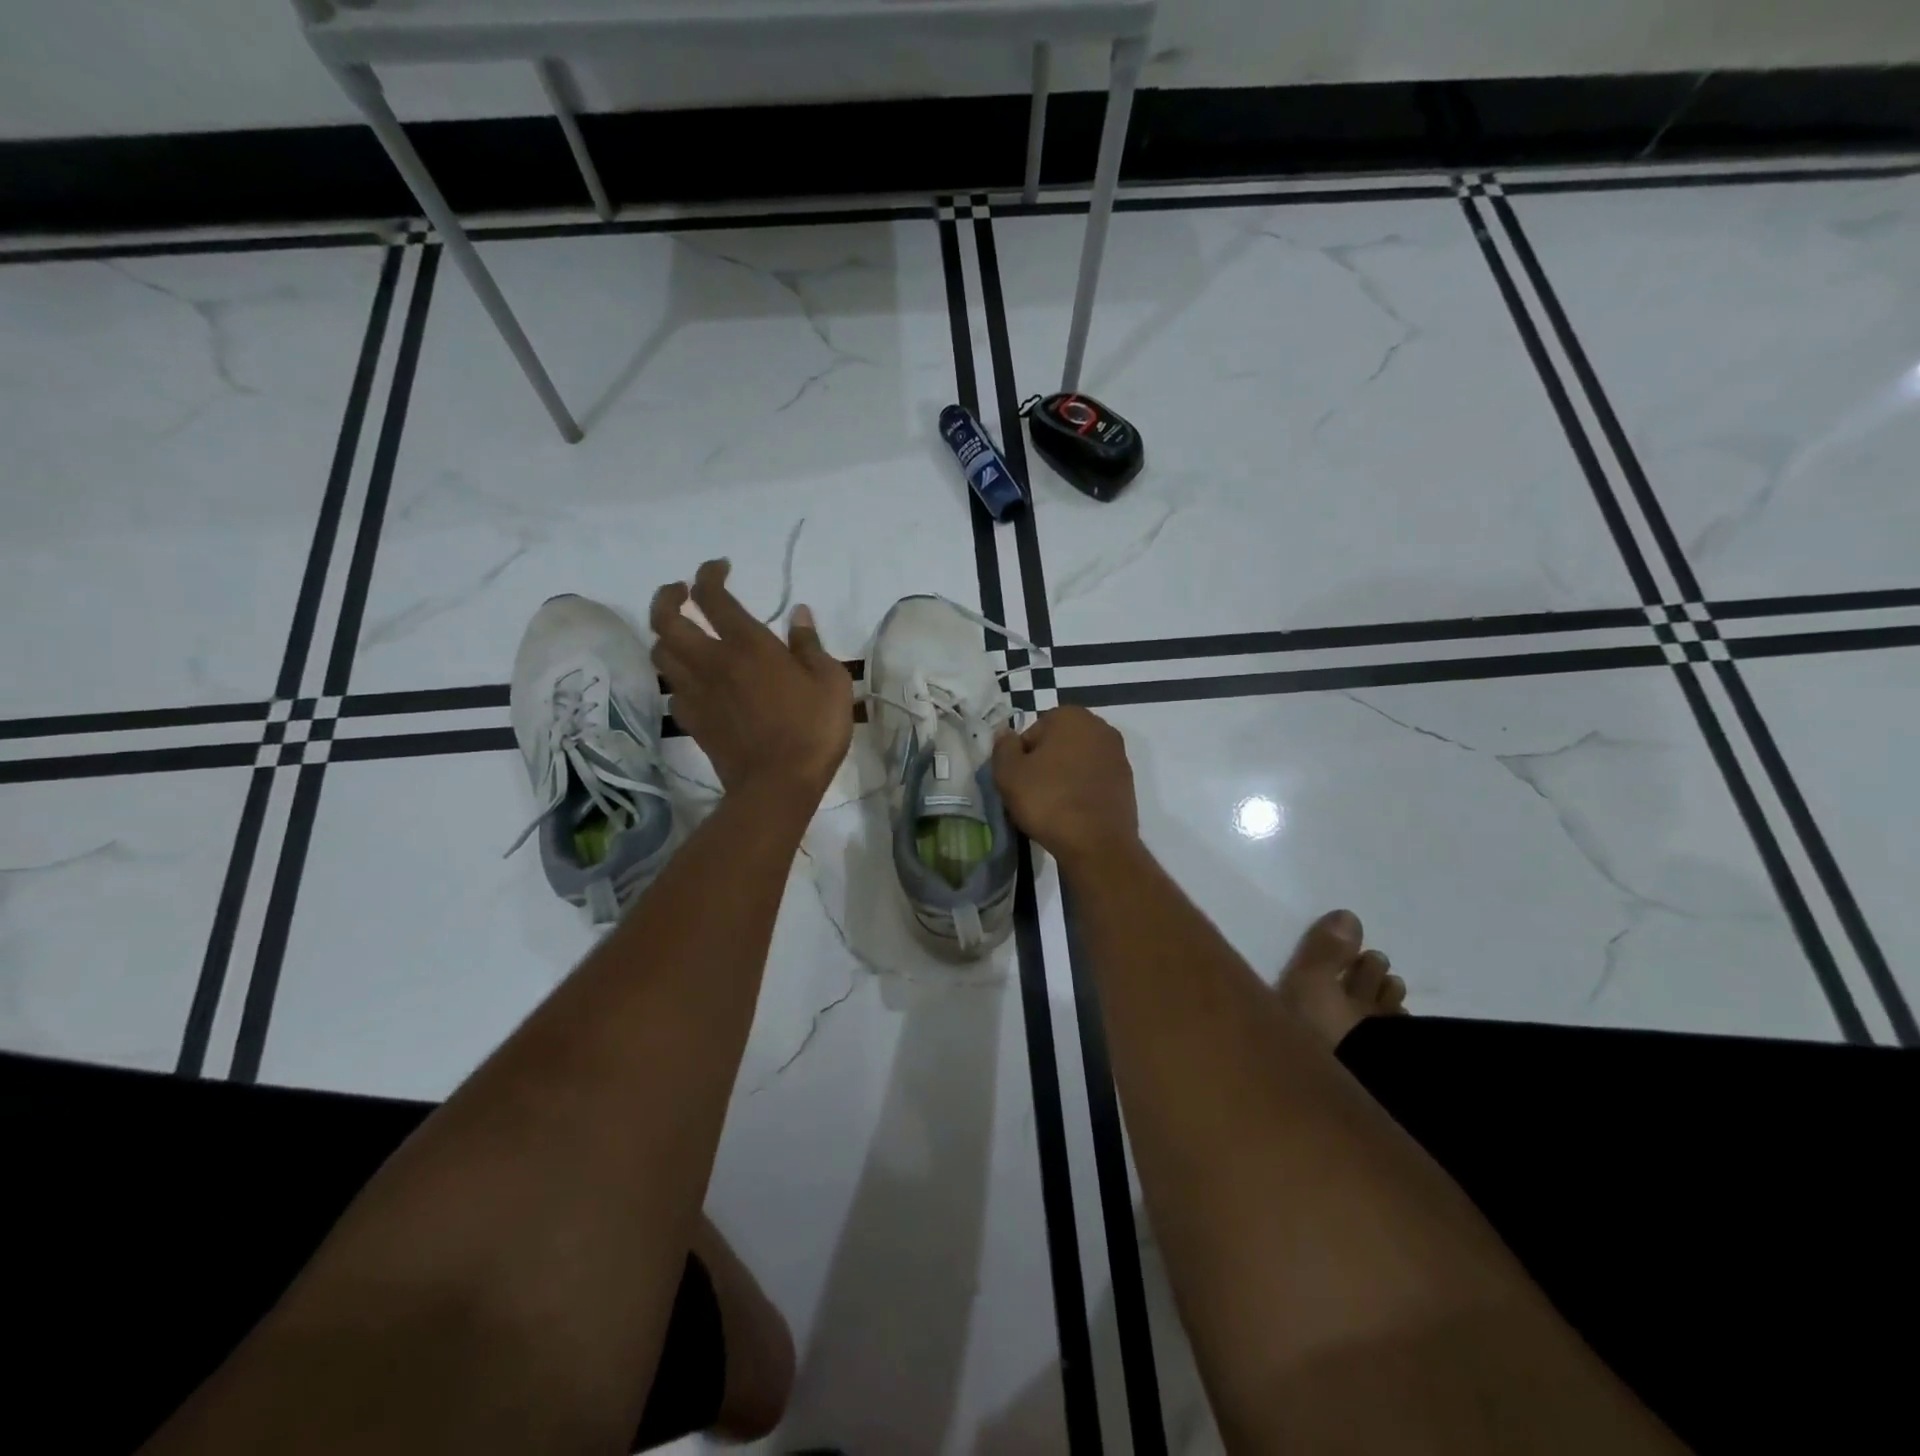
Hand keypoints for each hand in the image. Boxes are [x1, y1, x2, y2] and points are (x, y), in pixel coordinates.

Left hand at [650, 560, 852, 800]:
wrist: (778, 785)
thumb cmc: (813, 730)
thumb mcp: (831, 682)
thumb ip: (810, 645)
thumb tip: (799, 615)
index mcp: (748, 645)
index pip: (712, 596)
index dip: (709, 574)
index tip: (719, 568)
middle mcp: (712, 662)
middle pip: (666, 619)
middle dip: (668, 597)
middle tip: (680, 592)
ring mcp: (696, 693)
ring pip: (661, 653)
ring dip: (666, 635)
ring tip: (682, 633)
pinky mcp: (691, 721)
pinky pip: (672, 689)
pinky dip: (677, 676)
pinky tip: (693, 680)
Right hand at [991, 705, 1139, 871]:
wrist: (1096, 843)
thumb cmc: (1048, 800)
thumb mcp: (1009, 773)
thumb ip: (1003, 746)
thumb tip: (1006, 734)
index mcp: (1072, 716)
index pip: (1033, 732)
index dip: (1021, 757)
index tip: (1018, 780)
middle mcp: (1101, 727)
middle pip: (1058, 744)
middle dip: (1044, 764)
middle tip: (1032, 793)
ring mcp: (1118, 755)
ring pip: (1077, 762)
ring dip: (1064, 777)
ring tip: (1052, 806)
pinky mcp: (1127, 782)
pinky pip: (1094, 780)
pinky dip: (1082, 790)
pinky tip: (1072, 813)